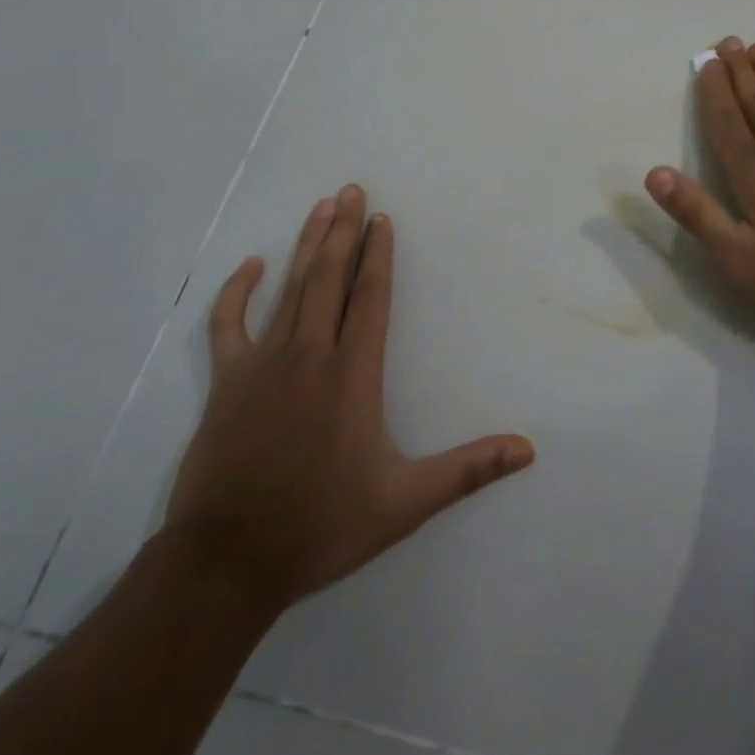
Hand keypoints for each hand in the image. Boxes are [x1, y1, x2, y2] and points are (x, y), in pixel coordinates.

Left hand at [163, 186, 533, 614]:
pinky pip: (228, 324)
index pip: (371, 297)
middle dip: (343, 231)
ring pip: (290, 289)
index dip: (378, 255)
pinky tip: (251, 266)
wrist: (227, 564)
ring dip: (306, 245)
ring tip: (320, 206)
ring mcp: (262, 365)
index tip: (381, 218)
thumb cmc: (321, 526)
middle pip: (330, 278)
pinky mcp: (226, 383)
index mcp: (353, 374)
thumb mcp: (405, 503)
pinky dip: (237, 291)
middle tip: (351, 189)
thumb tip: (528, 449)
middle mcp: (310, 355)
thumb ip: (468, 470)